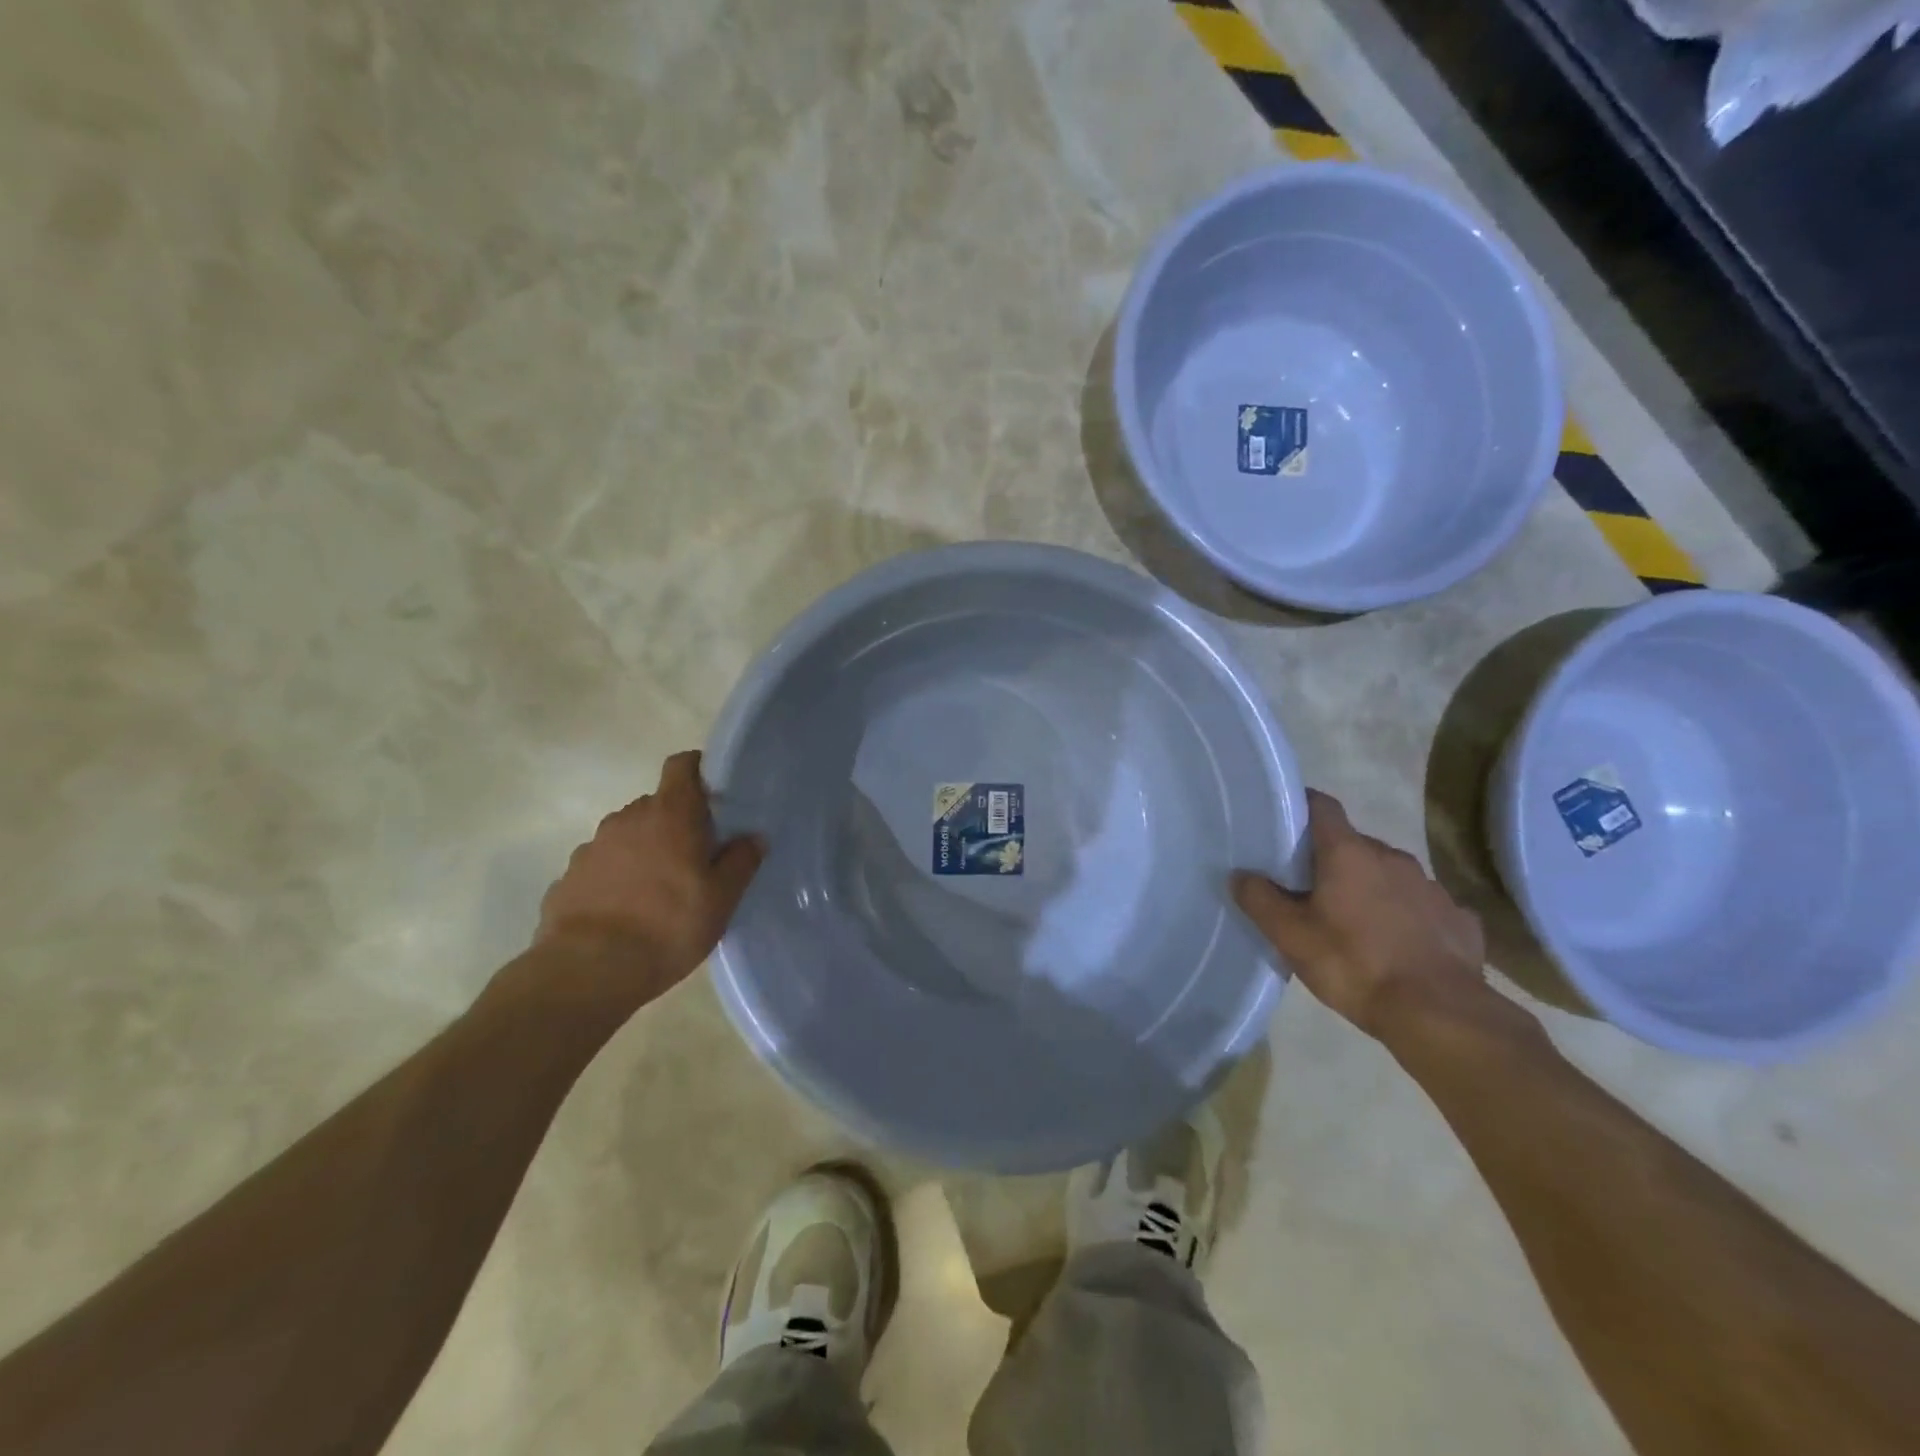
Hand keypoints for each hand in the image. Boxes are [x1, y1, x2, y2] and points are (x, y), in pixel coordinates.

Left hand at [532, 750, 763, 1013]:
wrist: (587, 971)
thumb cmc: (668, 926)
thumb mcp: (722, 900)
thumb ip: (741, 862)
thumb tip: (753, 837)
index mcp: (670, 814)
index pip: (682, 765)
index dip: (698, 770)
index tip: (714, 794)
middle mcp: (628, 819)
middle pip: (657, 804)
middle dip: (676, 822)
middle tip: (695, 857)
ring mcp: (592, 846)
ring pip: (628, 835)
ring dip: (645, 850)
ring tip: (659, 892)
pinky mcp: (568, 877)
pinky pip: (603, 865)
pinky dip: (617, 877)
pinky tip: (626, 912)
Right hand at [1232, 790, 1488, 1038]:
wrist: (1439, 1015)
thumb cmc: (1354, 965)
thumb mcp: (1291, 936)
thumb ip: (1260, 900)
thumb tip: (1241, 875)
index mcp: (1349, 853)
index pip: (1322, 807)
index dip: (1302, 807)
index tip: (1284, 823)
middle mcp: (1392, 858)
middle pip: (1354, 845)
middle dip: (1332, 861)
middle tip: (1309, 890)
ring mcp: (1431, 887)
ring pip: (1389, 875)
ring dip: (1370, 889)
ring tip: (1354, 924)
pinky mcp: (1459, 919)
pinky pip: (1422, 907)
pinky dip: (1406, 916)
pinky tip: (1398, 946)